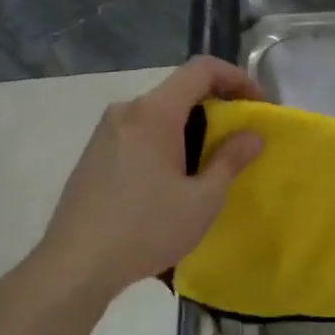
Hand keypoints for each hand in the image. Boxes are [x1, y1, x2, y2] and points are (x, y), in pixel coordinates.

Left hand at [36, 57, 262, 299]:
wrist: (76, 264)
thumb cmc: (147, 228)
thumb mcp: (203, 199)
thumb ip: (230, 160)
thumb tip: (252, 135)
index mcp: (154, 113)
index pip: (201, 69)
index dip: (236, 77)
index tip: (258, 104)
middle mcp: (126, 111)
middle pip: (179, 92)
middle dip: (215, 108)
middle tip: (238, 141)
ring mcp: (104, 132)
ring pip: (158, 115)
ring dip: (189, 129)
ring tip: (207, 166)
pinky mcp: (93, 155)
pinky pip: (139, 134)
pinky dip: (165, 143)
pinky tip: (170, 182)